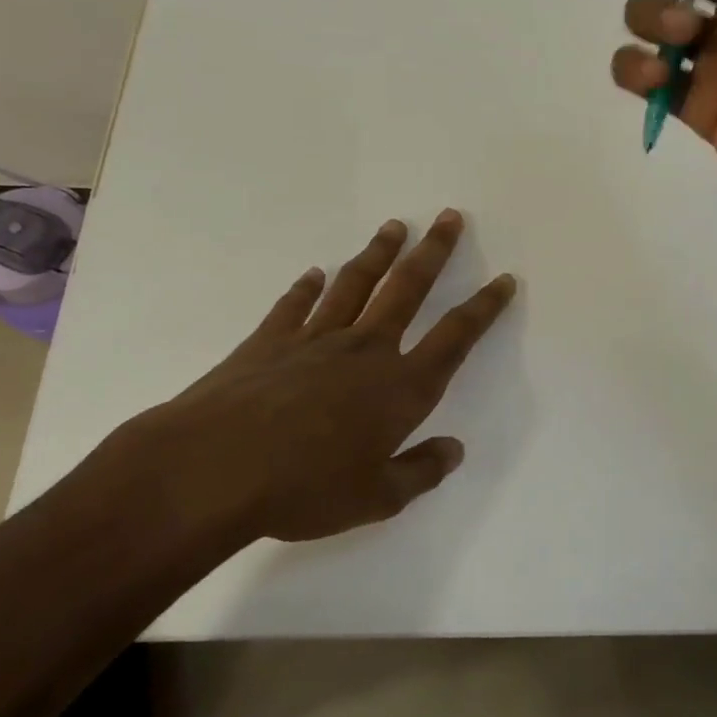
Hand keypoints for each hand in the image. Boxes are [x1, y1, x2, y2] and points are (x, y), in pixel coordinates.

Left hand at [102, 210, 516, 544]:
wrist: (213, 469)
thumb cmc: (304, 489)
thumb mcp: (376, 498)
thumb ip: (420, 472)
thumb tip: (454, 451)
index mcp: (400, 387)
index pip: (455, 337)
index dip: (484, 307)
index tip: (503, 279)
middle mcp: (365, 350)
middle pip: (408, 289)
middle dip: (434, 252)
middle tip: (450, 217)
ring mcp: (315, 339)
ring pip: (356, 284)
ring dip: (378, 253)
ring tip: (396, 227)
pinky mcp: (269, 341)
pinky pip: (295, 305)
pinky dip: (307, 287)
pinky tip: (314, 274)